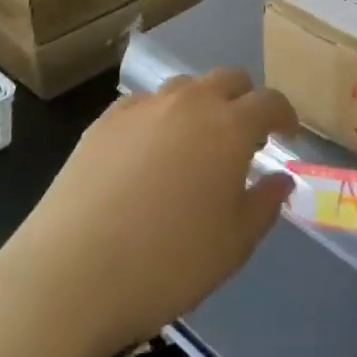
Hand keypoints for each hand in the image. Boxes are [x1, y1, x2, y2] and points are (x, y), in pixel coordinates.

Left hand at [0, 69, 296, 356]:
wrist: (69, 277)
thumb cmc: (167, 264)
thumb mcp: (234, 244)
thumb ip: (265, 204)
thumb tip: (280, 178)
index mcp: (229, 126)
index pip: (270, 101)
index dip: (285, 115)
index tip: (287, 134)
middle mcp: (188, 102)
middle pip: (228, 79)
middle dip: (244, 100)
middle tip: (245, 137)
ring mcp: (141, 108)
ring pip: (184, 87)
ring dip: (201, 105)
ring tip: (195, 144)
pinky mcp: (102, 122)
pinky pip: (144, 105)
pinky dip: (159, 118)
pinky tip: (149, 154)